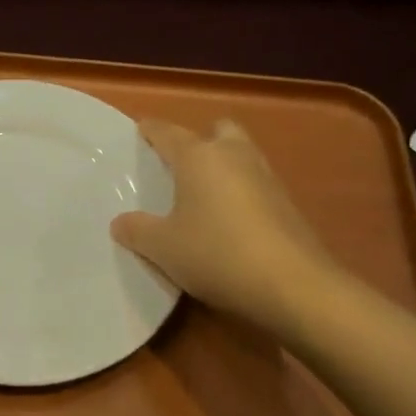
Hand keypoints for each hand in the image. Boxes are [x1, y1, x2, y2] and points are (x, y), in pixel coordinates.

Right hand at [112, 118, 341, 334]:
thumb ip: (137, 230)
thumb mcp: (163, 248)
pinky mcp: (287, 204)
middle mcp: (234, 156)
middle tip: (179, 165)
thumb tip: (121, 222)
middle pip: (217, 131)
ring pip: (241, 155)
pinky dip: (240, 192)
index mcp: (199, 157)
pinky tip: (228, 222)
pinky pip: (255, 184)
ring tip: (202, 195)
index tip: (140, 130)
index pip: (168, 133)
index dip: (151, 130)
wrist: (294, 285)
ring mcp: (266, 177)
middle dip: (200, 140)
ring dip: (223, 166)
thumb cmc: (217, 253)